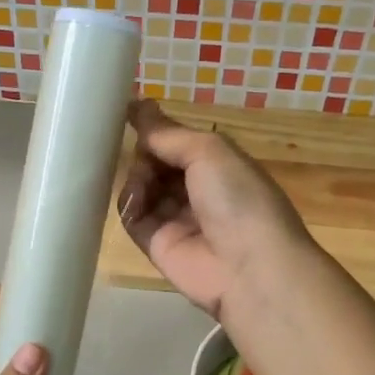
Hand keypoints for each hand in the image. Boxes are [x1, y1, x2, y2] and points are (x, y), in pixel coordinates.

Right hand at [116, 99, 310, 318]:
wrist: (249, 269)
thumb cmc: (238, 199)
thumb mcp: (208, 151)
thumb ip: (168, 133)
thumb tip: (137, 105)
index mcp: (218, 164)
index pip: (177, 141)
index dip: (155, 129)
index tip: (125, 112)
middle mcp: (197, 189)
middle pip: (156, 163)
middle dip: (145, 154)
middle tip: (141, 155)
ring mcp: (176, 219)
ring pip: (142, 188)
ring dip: (137, 178)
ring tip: (143, 183)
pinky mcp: (157, 245)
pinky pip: (133, 218)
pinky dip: (129, 205)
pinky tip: (135, 201)